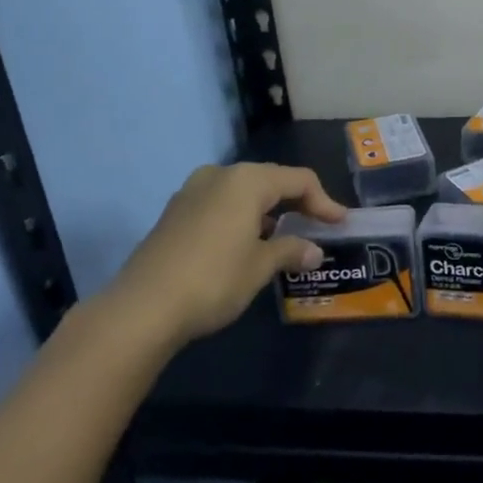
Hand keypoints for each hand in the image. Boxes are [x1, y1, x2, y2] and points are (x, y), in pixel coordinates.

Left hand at [107, 162, 345, 343]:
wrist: (142, 307)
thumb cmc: (213, 279)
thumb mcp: (260, 267)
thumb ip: (290, 251)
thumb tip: (314, 251)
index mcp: (247, 180)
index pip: (298, 180)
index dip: (324, 201)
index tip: (340, 223)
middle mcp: (219, 175)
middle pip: (270, 180)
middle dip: (296, 202)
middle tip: (317, 226)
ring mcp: (192, 191)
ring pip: (242, 192)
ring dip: (267, 210)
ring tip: (284, 237)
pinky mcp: (175, 212)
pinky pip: (220, 204)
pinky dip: (241, 217)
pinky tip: (247, 243)